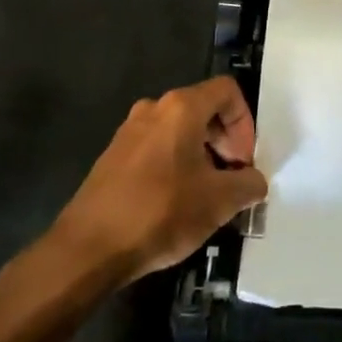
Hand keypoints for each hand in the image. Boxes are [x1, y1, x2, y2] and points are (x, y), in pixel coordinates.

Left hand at [52, 76, 267, 285]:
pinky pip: (157, 148)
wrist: (87, 249)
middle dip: (226, 142)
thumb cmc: (160, 213)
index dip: (245, 123)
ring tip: (207, 195)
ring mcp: (128, 132)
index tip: (244, 162)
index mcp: (181, 108)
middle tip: (232, 179)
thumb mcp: (220, 201)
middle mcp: (153, 109)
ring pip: (179, 131)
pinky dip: (176, 165)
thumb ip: (249, 184)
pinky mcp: (112, 157)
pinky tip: (176, 203)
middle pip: (204, 109)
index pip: (227, 92)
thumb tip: (254, 181)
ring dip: (202, 156)